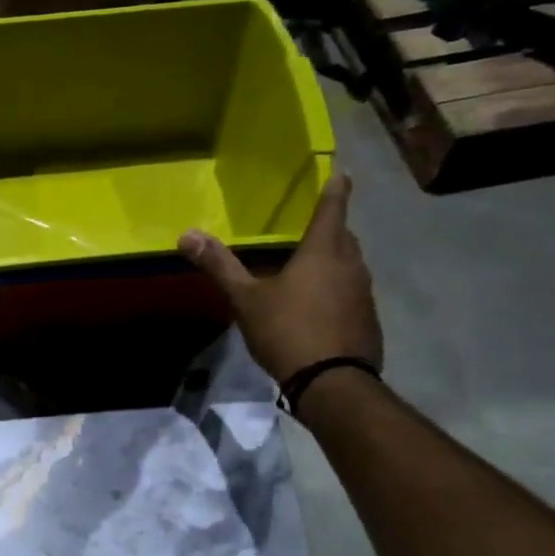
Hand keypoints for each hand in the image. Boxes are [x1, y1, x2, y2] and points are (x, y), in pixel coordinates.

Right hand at [179, 173, 382, 385]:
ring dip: (335, 261)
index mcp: (323, 251)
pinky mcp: (368, 321)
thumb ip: (220, 266)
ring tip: (312, 268)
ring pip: (351, 266)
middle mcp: (351, 265)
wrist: (332, 382)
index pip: (332, 208)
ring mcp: (364, 294)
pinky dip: (338, 291)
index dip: (335, 189)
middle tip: (313, 226)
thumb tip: (186, 234)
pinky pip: (353, 294)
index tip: (341, 173)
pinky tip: (320, 308)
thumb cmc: (288, 330)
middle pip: (344, 236)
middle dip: (332, 228)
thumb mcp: (246, 299)